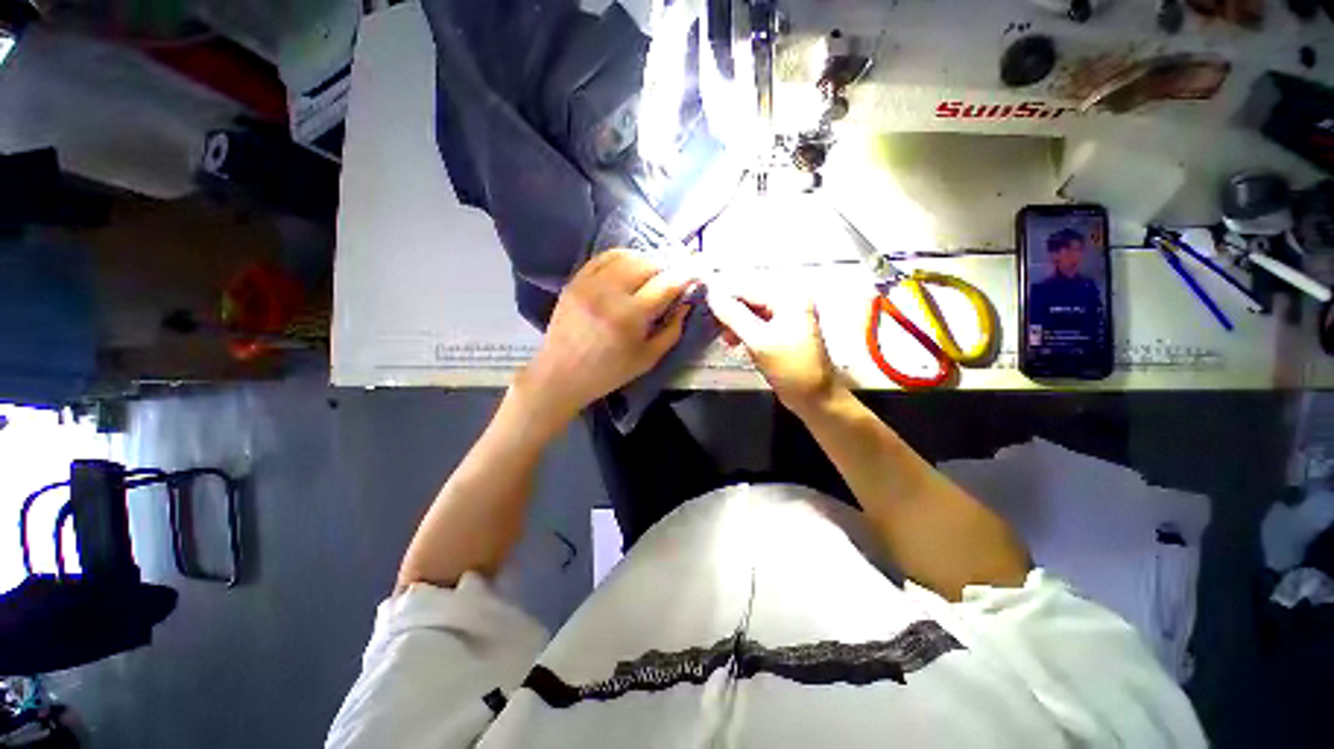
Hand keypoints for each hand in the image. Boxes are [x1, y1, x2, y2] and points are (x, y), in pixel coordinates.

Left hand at [520, 249, 693, 425]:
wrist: (560, 375)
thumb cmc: (609, 373)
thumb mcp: (648, 359)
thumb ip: (672, 330)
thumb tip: (685, 304)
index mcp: (630, 317)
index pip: (666, 283)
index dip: (687, 274)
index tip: (699, 270)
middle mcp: (609, 293)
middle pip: (648, 263)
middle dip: (668, 266)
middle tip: (676, 276)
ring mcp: (589, 283)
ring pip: (627, 255)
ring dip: (647, 260)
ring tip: (655, 272)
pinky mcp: (575, 280)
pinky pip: (604, 257)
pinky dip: (624, 257)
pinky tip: (631, 267)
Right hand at [706, 283, 838, 413]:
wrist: (815, 398)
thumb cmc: (790, 368)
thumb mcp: (758, 341)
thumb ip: (733, 316)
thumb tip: (711, 295)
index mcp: (790, 299)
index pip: (748, 290)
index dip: (724, 299)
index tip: (705, 312)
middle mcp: (791, 303)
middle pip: (751, 301)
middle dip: (732, 315)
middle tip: (717, 330)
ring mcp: (789, 319)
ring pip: (753, 315)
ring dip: (737, 326)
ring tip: (728, 341)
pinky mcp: (785, 334)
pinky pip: (759, 326)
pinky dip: (747, 334)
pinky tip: (739, 344)